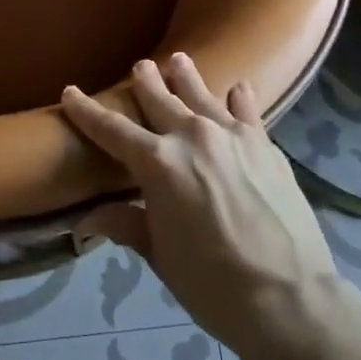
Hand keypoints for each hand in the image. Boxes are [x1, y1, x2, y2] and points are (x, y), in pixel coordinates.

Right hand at [61, 54, 341, 359]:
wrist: (290, 299)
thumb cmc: (213, 285)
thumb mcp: (160, 256)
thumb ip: (127, 225)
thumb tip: (88, 219)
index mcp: (157, 163)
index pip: (111, 129)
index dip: (87, 110)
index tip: (70, 91)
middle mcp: (191, 136)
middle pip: (158, 99)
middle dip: (144, 81)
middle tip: (139, 66)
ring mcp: (232, 135)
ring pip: (201, 94)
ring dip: (185, 76)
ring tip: (178, 60)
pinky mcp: (265, 144)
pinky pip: (247, 110)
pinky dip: (238, 98)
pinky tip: (238, 88)